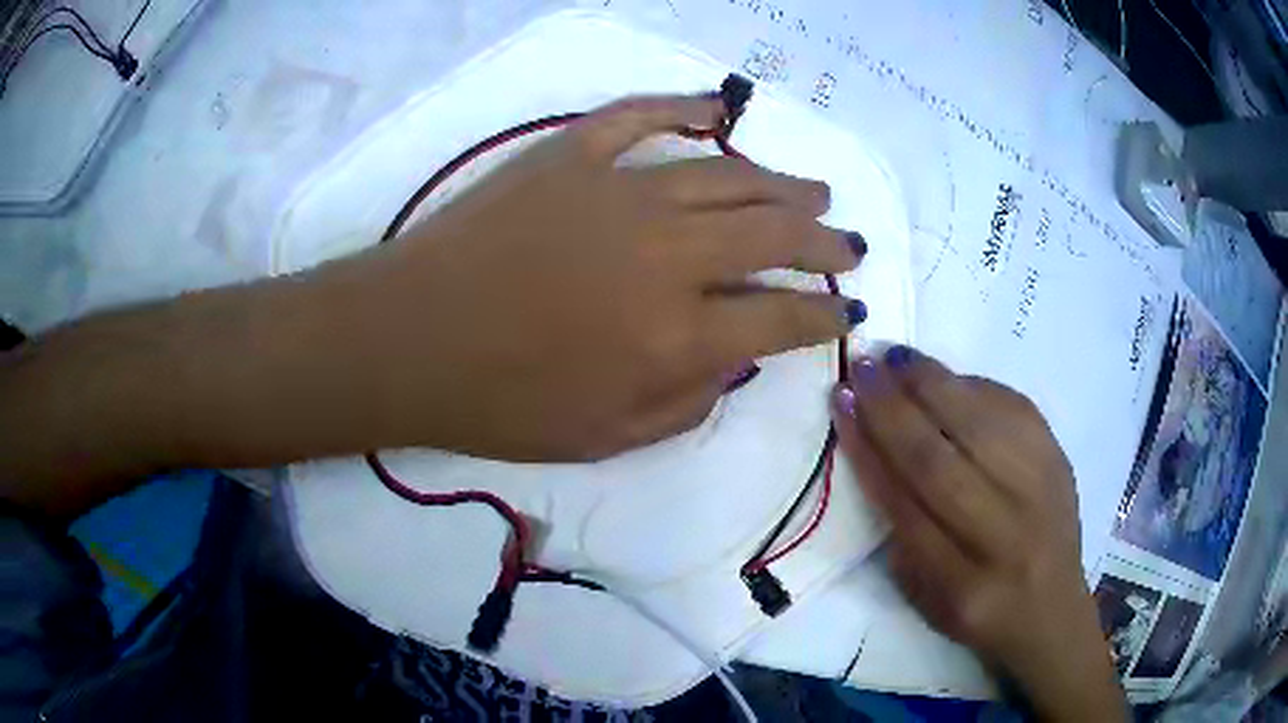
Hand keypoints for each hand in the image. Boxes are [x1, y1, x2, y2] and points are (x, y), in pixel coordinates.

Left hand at [345, 94, 866, 460]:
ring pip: (728, 175)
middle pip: (774, 234)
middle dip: (824, 242)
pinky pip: (639, 117)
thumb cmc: (501, 403)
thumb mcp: (607, 437)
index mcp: (676, 334)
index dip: (826, 316)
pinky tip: (718, 110)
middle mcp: (667, 253)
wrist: (408, 341)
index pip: (784, 318)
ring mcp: (618, 191)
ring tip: (814, 191)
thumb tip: (735, 358)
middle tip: (848, 243)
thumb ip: (688, 401)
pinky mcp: (570, 155)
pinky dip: (684, 107)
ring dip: (782, 184)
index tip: (846, 311)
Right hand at [831, 347, 1125, 721]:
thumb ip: (901, 536)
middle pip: (941, 463)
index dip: (869, 452)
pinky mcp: (1059, 460)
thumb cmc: (977, 609)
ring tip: (897, 357)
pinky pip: (1015, 409)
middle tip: (862, 367)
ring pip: (980, 427)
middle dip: (894, 409)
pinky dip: (975, 385)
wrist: (1051, 605)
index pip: (906, 507)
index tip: (842, 405)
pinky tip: (947, 375)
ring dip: (933, 383)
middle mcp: (1005, 537)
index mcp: (962, 585)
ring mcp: (1040, 493)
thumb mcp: (926, 598)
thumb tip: (876, 450)